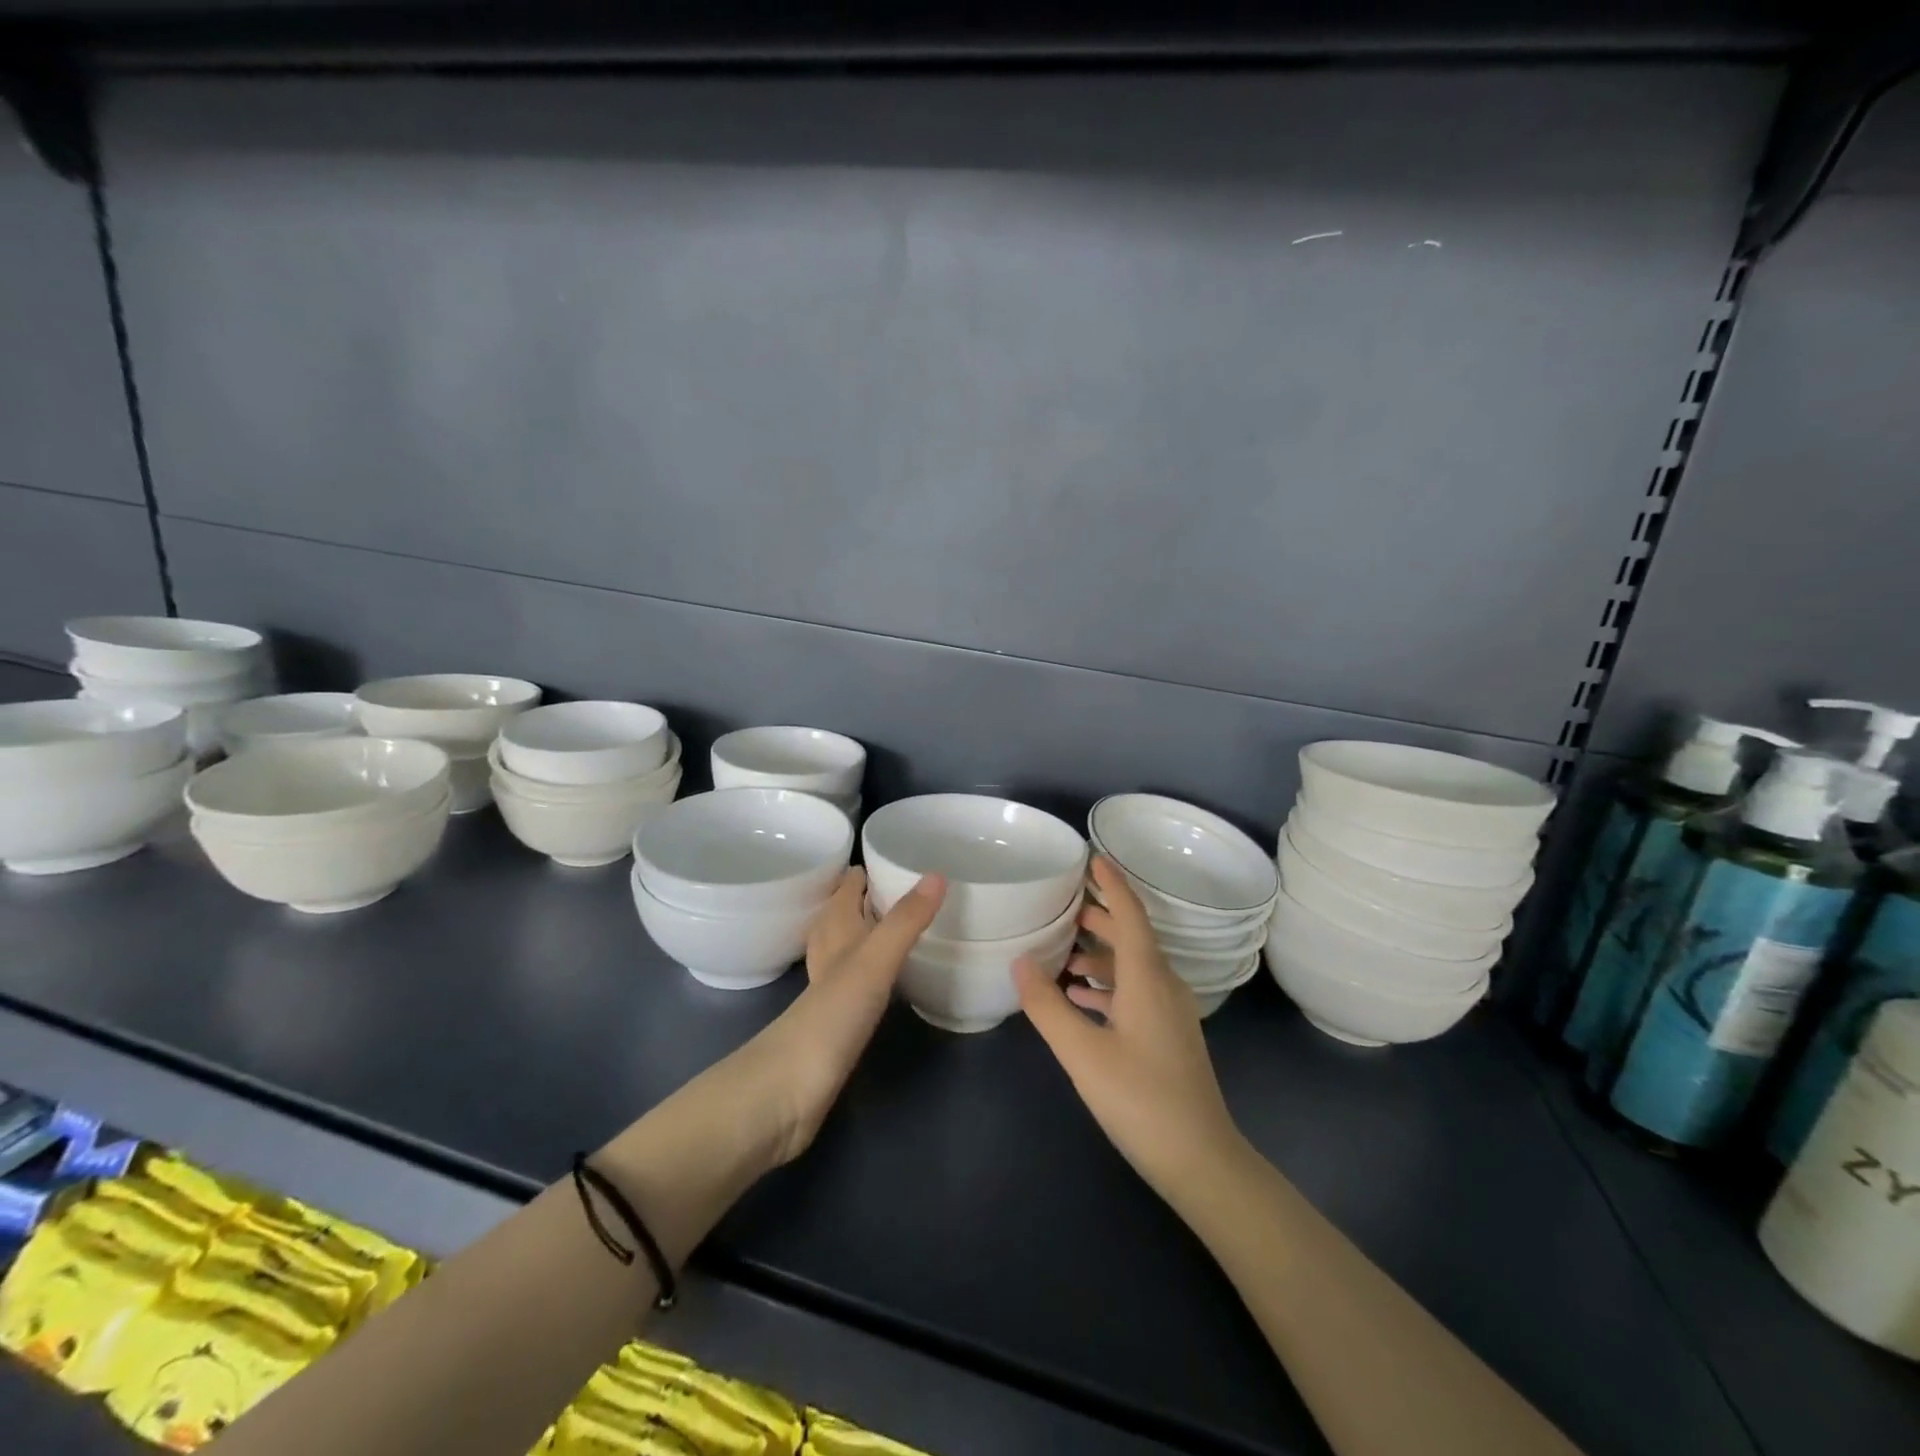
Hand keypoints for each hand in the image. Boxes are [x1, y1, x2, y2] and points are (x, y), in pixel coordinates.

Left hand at [753, 867, 944, 1164]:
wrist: (787, 1091)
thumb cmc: (830, 1017)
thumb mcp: (874, 961)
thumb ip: (905, 921)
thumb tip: (937, 874)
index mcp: (835, 930)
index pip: (848, 885)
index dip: (870, 867)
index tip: (905, 853)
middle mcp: (830, 952)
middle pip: (846, 912)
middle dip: (872, 897)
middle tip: (912, 886)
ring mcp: (831, 988)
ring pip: (850, 945)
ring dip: (871, 931)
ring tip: (905, 922)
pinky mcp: (837, 1021)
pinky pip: (859, 980)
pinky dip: (875, 969)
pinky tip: (891, 977)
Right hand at [1014, 856, 1244, 1201]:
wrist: (1201, 1161)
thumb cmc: (1141, 1100)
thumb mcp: (1083, 1053)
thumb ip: (1048, 1006)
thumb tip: (1020, 962)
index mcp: (1148, 977)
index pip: (1130, 913)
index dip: (1112, 883)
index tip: (1092, 857)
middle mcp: (1164, 985)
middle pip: (1132, 935)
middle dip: (1099, 916)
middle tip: (1062, 903)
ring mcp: (1170, 1012)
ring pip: (1132, 965)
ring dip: (1099, 953)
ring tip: (1060, 952)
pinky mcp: (1168, 1035)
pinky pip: (1135, 992)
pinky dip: (1106, 984)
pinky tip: (1079, 997)